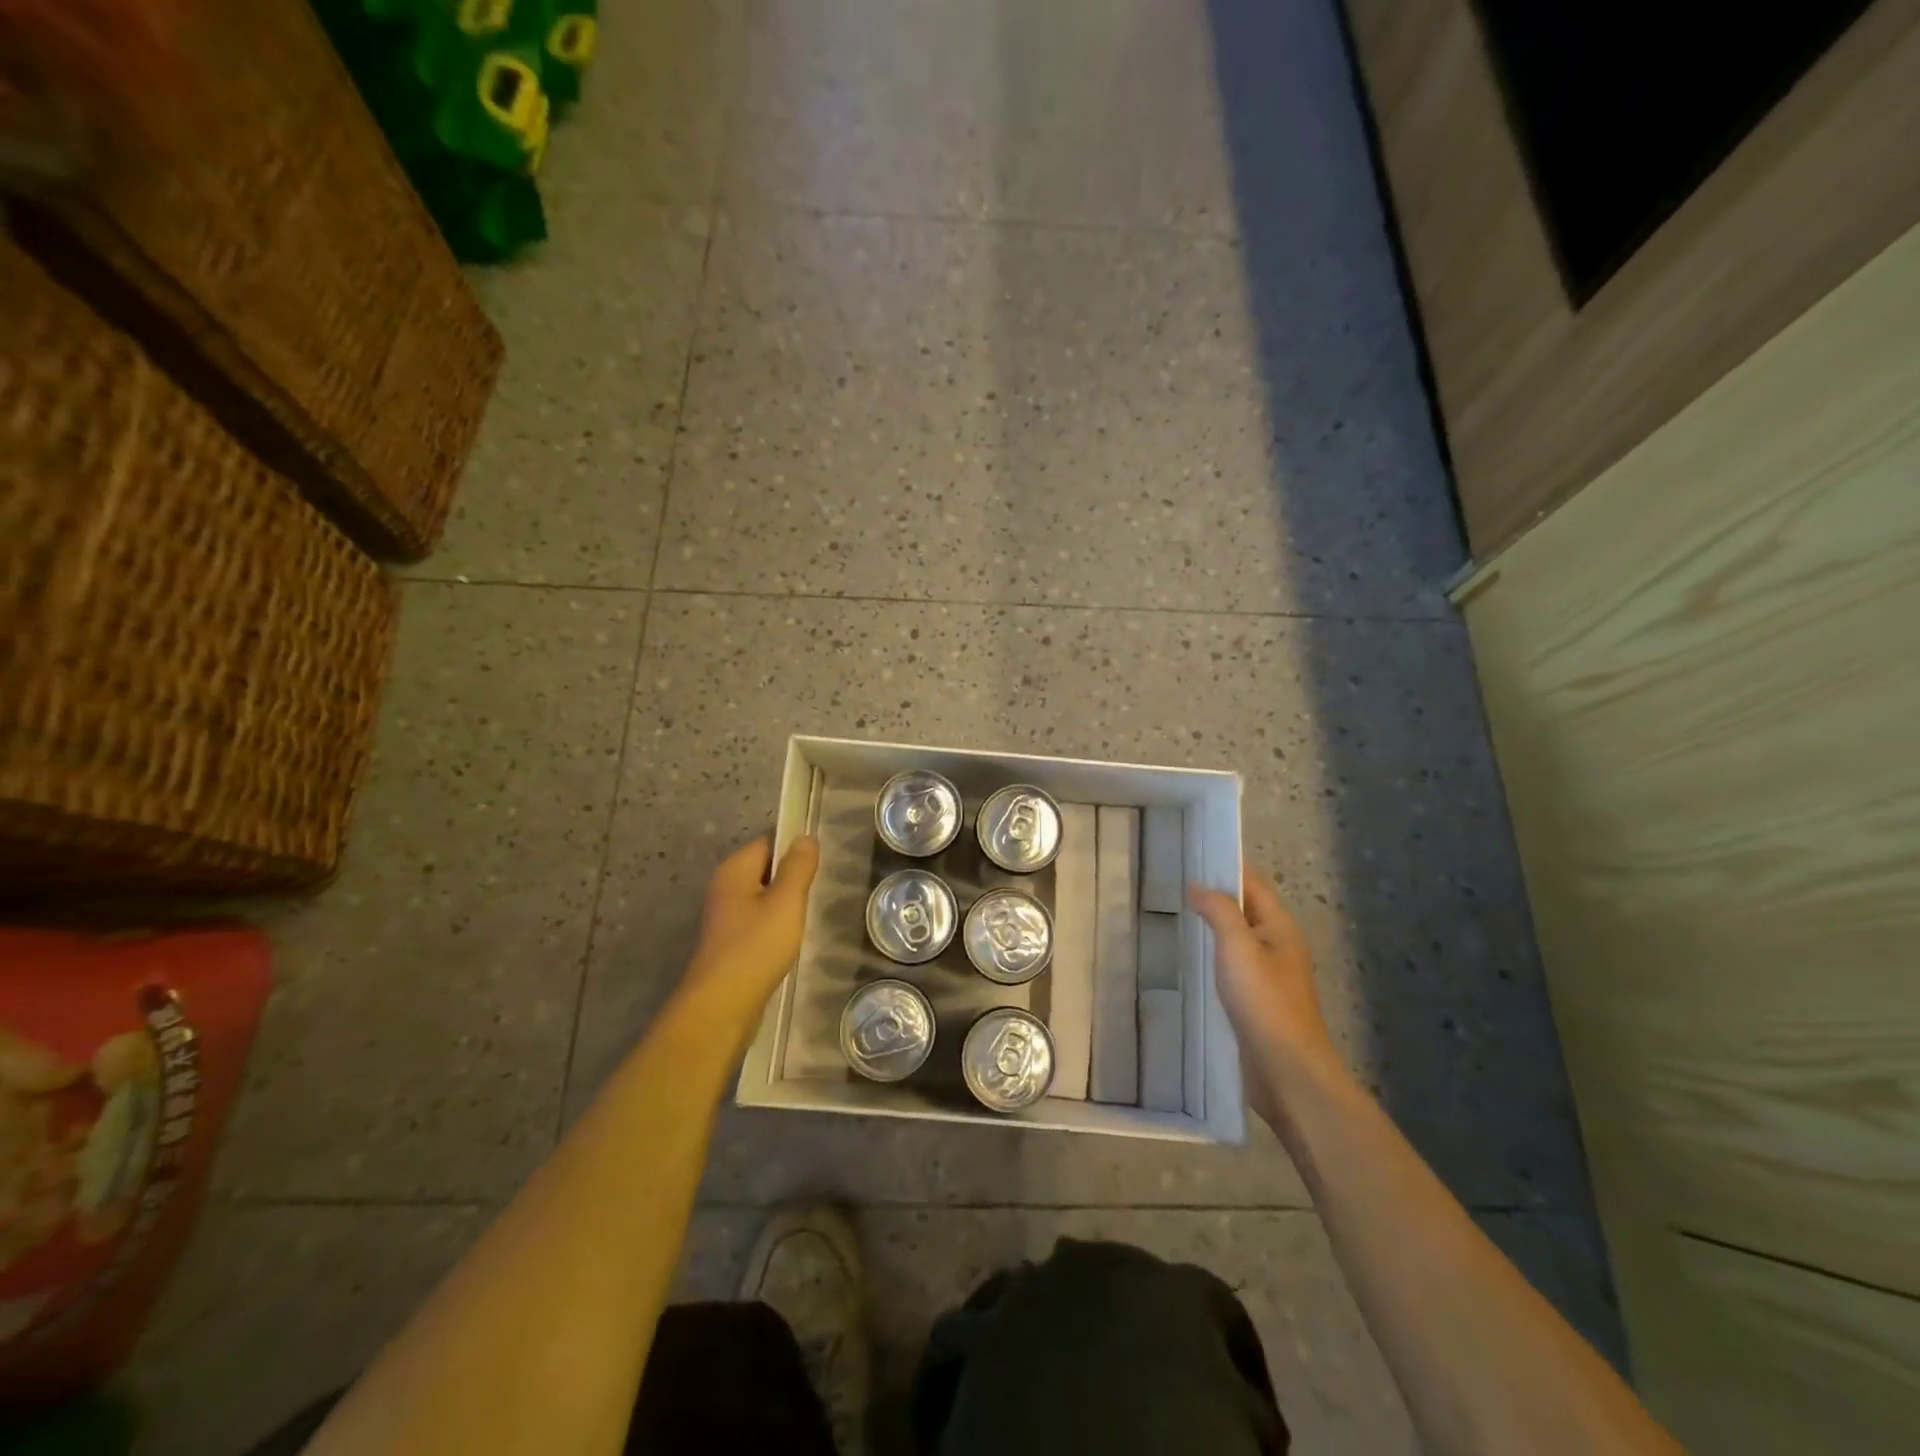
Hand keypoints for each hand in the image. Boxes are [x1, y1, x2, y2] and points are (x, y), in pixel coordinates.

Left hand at [674, 835, 820, 1045]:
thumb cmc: (756, 947)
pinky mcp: (729, 942)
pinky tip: (791, 938)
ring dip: (785, 904)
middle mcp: (725, 887)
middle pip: (765, 869)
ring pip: (763, 897)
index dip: (795, 849)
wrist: (722, 1006)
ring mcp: (725, 917)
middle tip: (820, 889)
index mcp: (734, 870)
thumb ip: (798, 867)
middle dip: (792, 878)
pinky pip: (758, 921)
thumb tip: (805, 837)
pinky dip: (775, 925)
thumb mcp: (786, 902)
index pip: (769, 842)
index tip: (821, 863)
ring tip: (809, 914)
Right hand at [1189, 871, 1338, 1122]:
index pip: (1252, 883)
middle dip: (1215, 894)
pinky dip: (1211, 953)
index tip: (1192, 853)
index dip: (1225, 867)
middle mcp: (1277, 945)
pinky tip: (1188, 958)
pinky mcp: (1255, 1000)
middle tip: (1173, 882)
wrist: (1286, 1070)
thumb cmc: (1265, 1003)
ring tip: (1174, 914)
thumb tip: (1198, 886)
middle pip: (1245, 909)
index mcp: (1279, 927)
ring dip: (1212, 925)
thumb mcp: (1238, 948)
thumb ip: (1219, 911)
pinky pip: (1231, 964)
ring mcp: (1267, 974)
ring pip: (1237, 938)